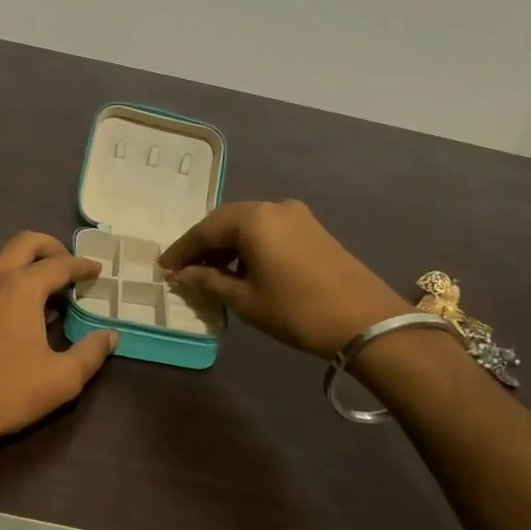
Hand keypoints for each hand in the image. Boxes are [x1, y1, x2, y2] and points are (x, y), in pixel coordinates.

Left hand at [0, 232, 117, 455]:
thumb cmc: (8, 390)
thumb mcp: (62, 378)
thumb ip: (91, 353)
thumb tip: (110, 336)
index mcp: (22, 288)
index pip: (59, 264)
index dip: (83, 265)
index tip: (97, 270)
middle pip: (25, 243)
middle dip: (52, 248)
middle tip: (71, 268)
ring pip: (4, 260)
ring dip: (30, 265)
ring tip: (51, 293)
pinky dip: (13, 281)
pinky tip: (23, 314)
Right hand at [159, 200, 408, 359]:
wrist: (367, 322)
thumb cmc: (297, 311)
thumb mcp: (246, 300)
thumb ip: (209, 282)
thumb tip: (182, 275)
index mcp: (253, 218)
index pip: (205, 230)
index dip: (181, 250)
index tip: (163, 269)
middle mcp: (274, 207)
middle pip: (226, 222)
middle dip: (203, 246)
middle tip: (183, 270)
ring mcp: (297, 216)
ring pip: (248, 226)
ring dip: (226, 247)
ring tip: (209, 275)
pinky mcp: (313, 230)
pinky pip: (269, 232)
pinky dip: (249, 248)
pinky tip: (242, 270)